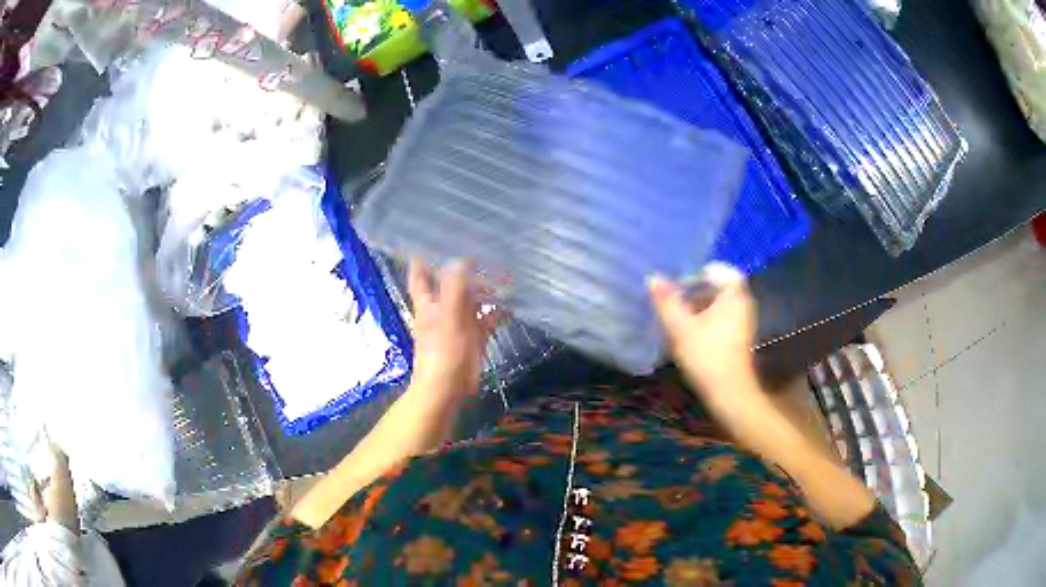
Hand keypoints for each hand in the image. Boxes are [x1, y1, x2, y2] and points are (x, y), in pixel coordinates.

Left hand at [408, 259, 499, 397]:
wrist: (447, 387)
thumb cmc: (442, 351)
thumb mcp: (448, 316)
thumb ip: (454, 287)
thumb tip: (462, 259)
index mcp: (428, 303)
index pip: (420, 274)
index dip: (423, 258)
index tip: (432, 241)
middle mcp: (442, 309)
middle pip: (452, 283)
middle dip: (466, 269)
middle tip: (485, 252)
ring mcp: (459, 322)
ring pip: (472, 299)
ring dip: (486, 288)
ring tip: (505, 273)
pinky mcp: (474, 336)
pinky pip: (487, 318)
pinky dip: (498, 310)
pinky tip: (511, 302)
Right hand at [648, 263, 757, 404]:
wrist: (729, 393)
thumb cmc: (707, 356)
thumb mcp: (680, 328)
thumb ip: (666, 301)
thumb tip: (653, 278)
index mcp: (734, 295)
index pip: (719, 270)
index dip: (698, 273)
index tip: (679, 284)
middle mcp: (743, 304)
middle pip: (718, 287)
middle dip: (695, 291)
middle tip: (673, 300)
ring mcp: (743, 322)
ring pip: (719, 304)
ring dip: (698, 307)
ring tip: (676, 318)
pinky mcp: (739, 338)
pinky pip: (721, 319)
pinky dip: (705, 321)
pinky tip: (688, 334)